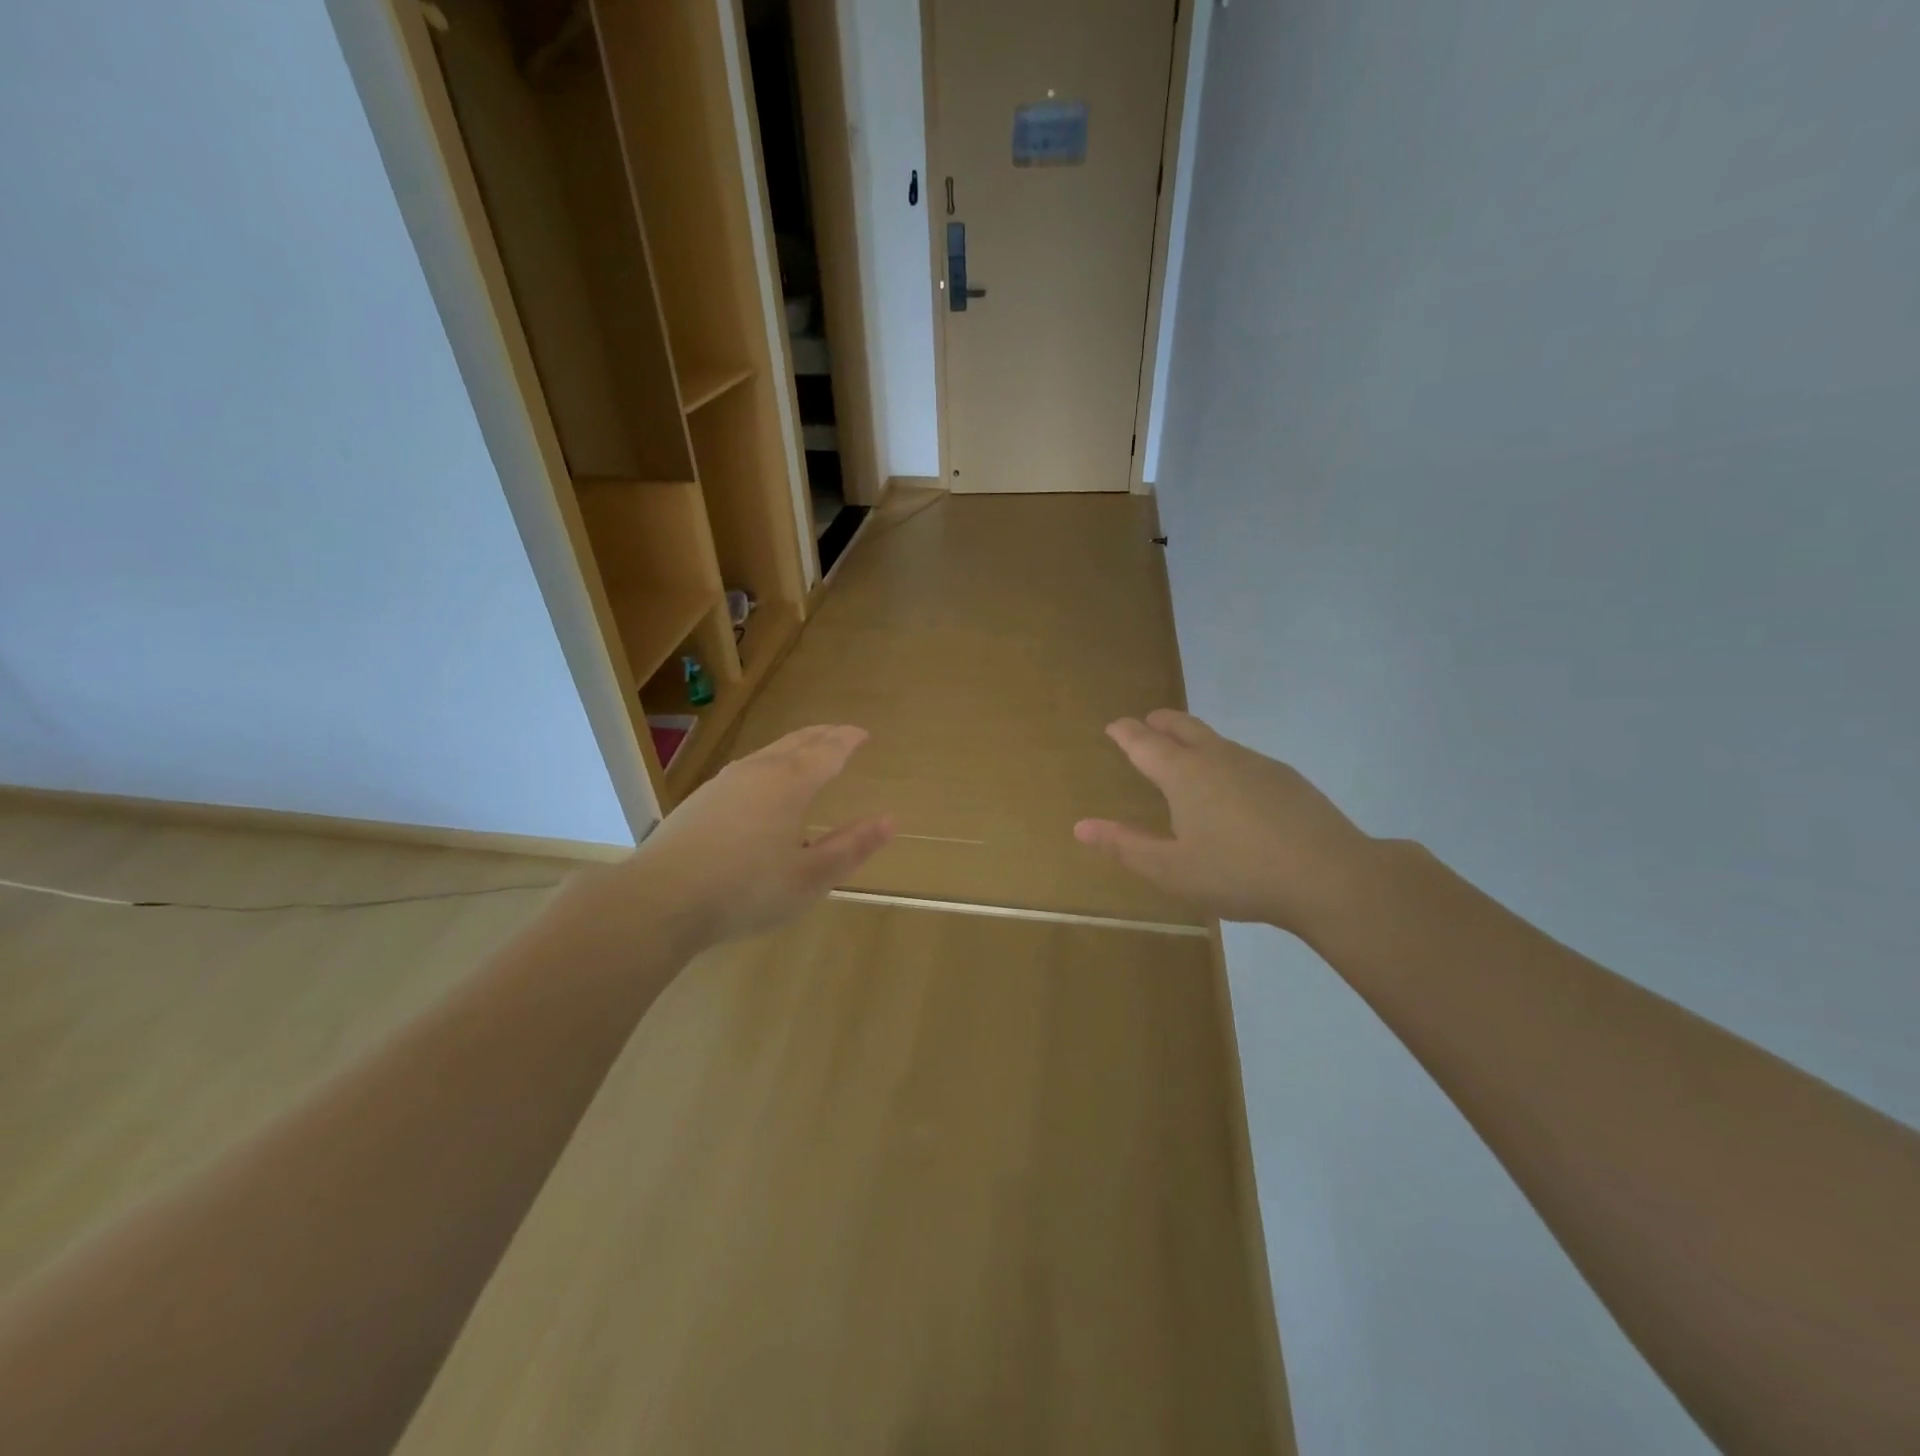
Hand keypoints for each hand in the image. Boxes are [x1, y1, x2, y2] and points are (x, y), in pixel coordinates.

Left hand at [626, 725, 893, 950]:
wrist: (661, 899)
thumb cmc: (746, 890)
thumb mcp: (810, 877)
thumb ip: (851, 847)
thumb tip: (889, 821)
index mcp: (790, 785)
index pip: (827, 752)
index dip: (848, 741)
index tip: (863, 734)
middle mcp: (758, 772)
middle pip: (797, 743)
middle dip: (823, 735)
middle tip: (841, 732)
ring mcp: (724, 783)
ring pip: (768, 751)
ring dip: (794, 745)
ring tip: (806, 748)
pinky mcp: (700, 800)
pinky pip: (747, 766)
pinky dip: (768, 761)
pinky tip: (760, 778)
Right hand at [1074, 710, 1375, 934]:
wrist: (1331, 877)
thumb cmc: (1239, 874)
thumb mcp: (1171, 870)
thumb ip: (1125, 845)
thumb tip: (1081, 826)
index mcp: (1184, 774)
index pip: (1144, 742)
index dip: (1125, 732)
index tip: (1114, 726)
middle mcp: (1218, 758)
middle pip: (1183, 727)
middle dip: (1161, 722)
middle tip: (1148, 722)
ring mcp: (1257, 764)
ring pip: (1216, 740)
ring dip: (1193, 738)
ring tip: (1186, 754)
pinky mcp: (1287, 779)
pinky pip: (1243, 758)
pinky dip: (1224, 760)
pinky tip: (1233, 788)